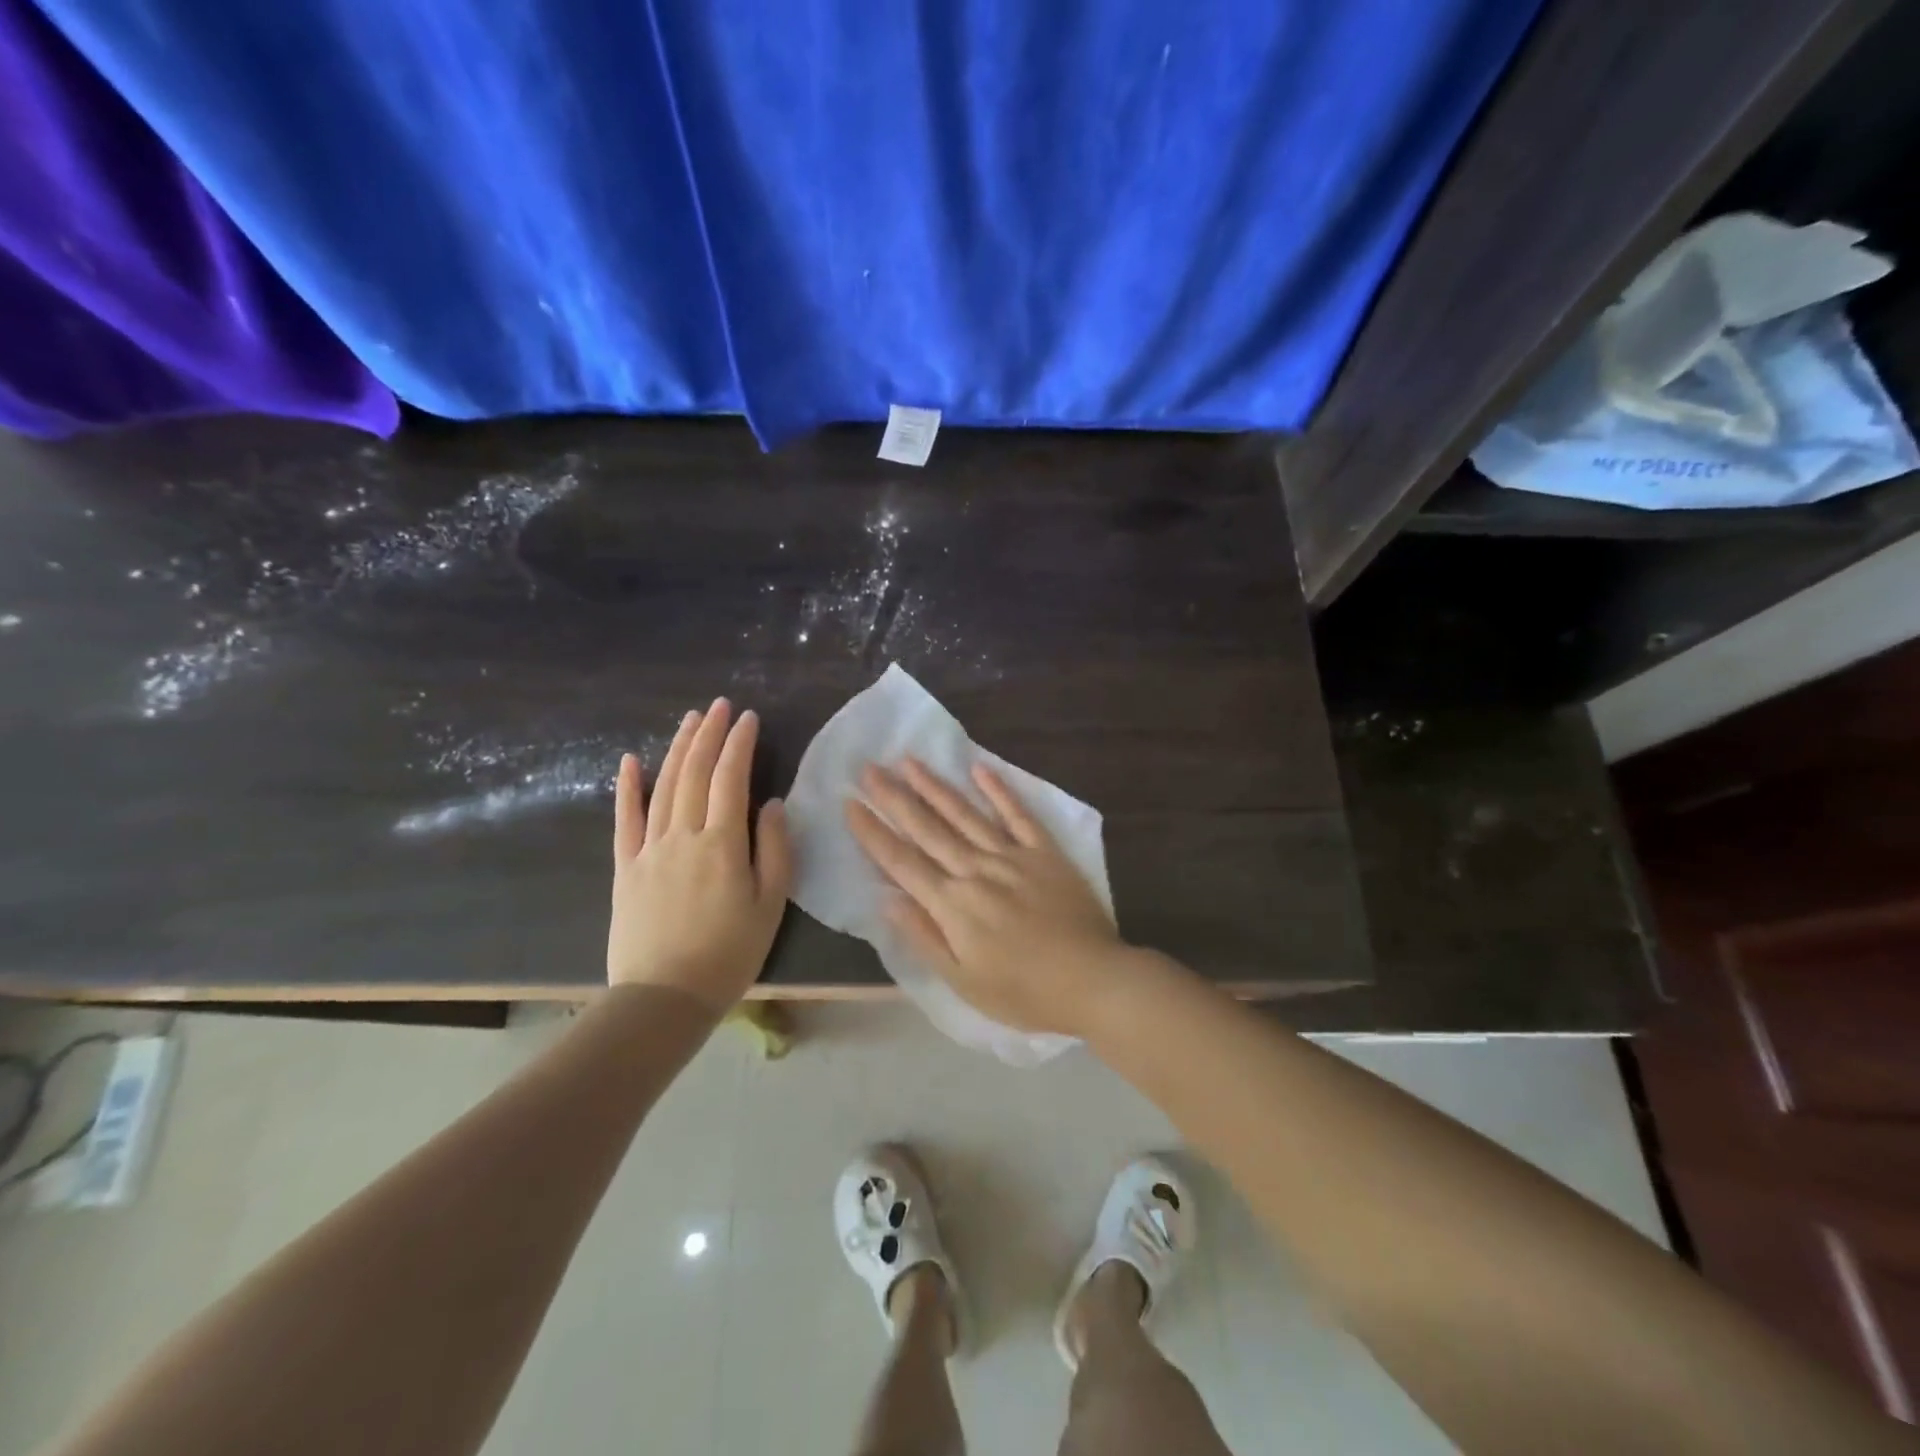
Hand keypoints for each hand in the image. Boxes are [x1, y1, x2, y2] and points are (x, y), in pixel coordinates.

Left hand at [608, 699, 792, 1012]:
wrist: (664, 997)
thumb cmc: (729, 953)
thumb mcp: (770, 905)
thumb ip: (774, 849)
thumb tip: (771, 803)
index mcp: (722, 844)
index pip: (731, 779)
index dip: (740, 745)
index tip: (749, 718)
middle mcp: (683, 835)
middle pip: (695, 773)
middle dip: (709, 735)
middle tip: (720, 706)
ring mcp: (649, 849)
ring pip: (664, 786)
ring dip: (678, 749)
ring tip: (690, 720)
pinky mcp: (625, 868)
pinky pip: (625, 819)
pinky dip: (627, 787)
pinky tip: (632, 760)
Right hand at [845, 758, 1127, 1036]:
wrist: (1093, 980)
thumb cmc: (1023, 992)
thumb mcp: (963, 981)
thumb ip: (923, 936)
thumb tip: (885, 899)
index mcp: (952, 904)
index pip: (901, 862)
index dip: (873, 832)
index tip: (850, 804)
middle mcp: (975, 870)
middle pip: (927, 829)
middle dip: (893, 797)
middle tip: (868, 767)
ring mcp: (1012, 856)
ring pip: (965, 814)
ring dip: (935, 786)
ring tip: (909, 761)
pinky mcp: (1044, 851)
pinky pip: (1018, 814)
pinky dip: (999, 790)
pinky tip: (979, 768)